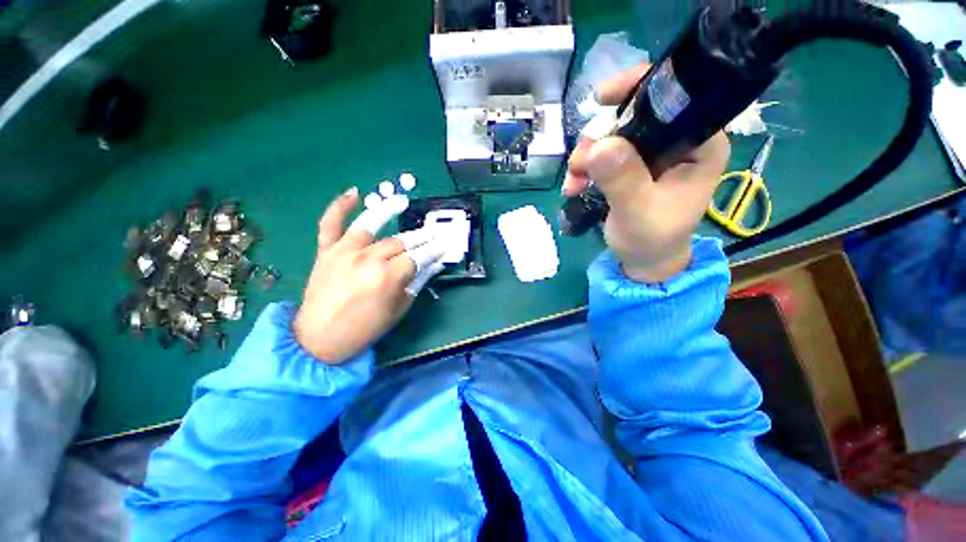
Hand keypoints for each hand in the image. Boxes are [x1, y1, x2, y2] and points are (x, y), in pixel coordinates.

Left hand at [293, 188, 445, 364]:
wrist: (318, 339)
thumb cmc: (364, 329)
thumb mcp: (398, 310)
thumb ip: (416, 283)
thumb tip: (434, 264)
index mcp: (387, 278)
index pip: (418, 257)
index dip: (434, 250)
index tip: (445, 244)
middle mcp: (367, 259)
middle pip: (400, 242)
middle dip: (421, 237)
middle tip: (433, 232)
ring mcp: (344, 252)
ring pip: (371, 225)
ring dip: (388, 210)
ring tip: (402, 201)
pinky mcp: (326, 251)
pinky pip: (330, 224)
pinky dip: (339, 207)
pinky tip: (353, 193)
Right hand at [563, 64, 730, 282]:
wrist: (643, 260)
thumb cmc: (651, 240)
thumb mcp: (638, 213)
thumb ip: (623, 180)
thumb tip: (599, 145)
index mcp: (700, 146)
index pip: (677, 99)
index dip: (640, 89)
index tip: (602, 100)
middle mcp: (679, 142)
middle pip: (636, 116)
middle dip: (600, 137)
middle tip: (579, 164)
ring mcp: (652, 154)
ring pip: (613, 136)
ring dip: (586, 157)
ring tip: (574, 183)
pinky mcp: (632, 166)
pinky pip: (602, 154)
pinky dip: (584, 167)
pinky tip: (575, 185)